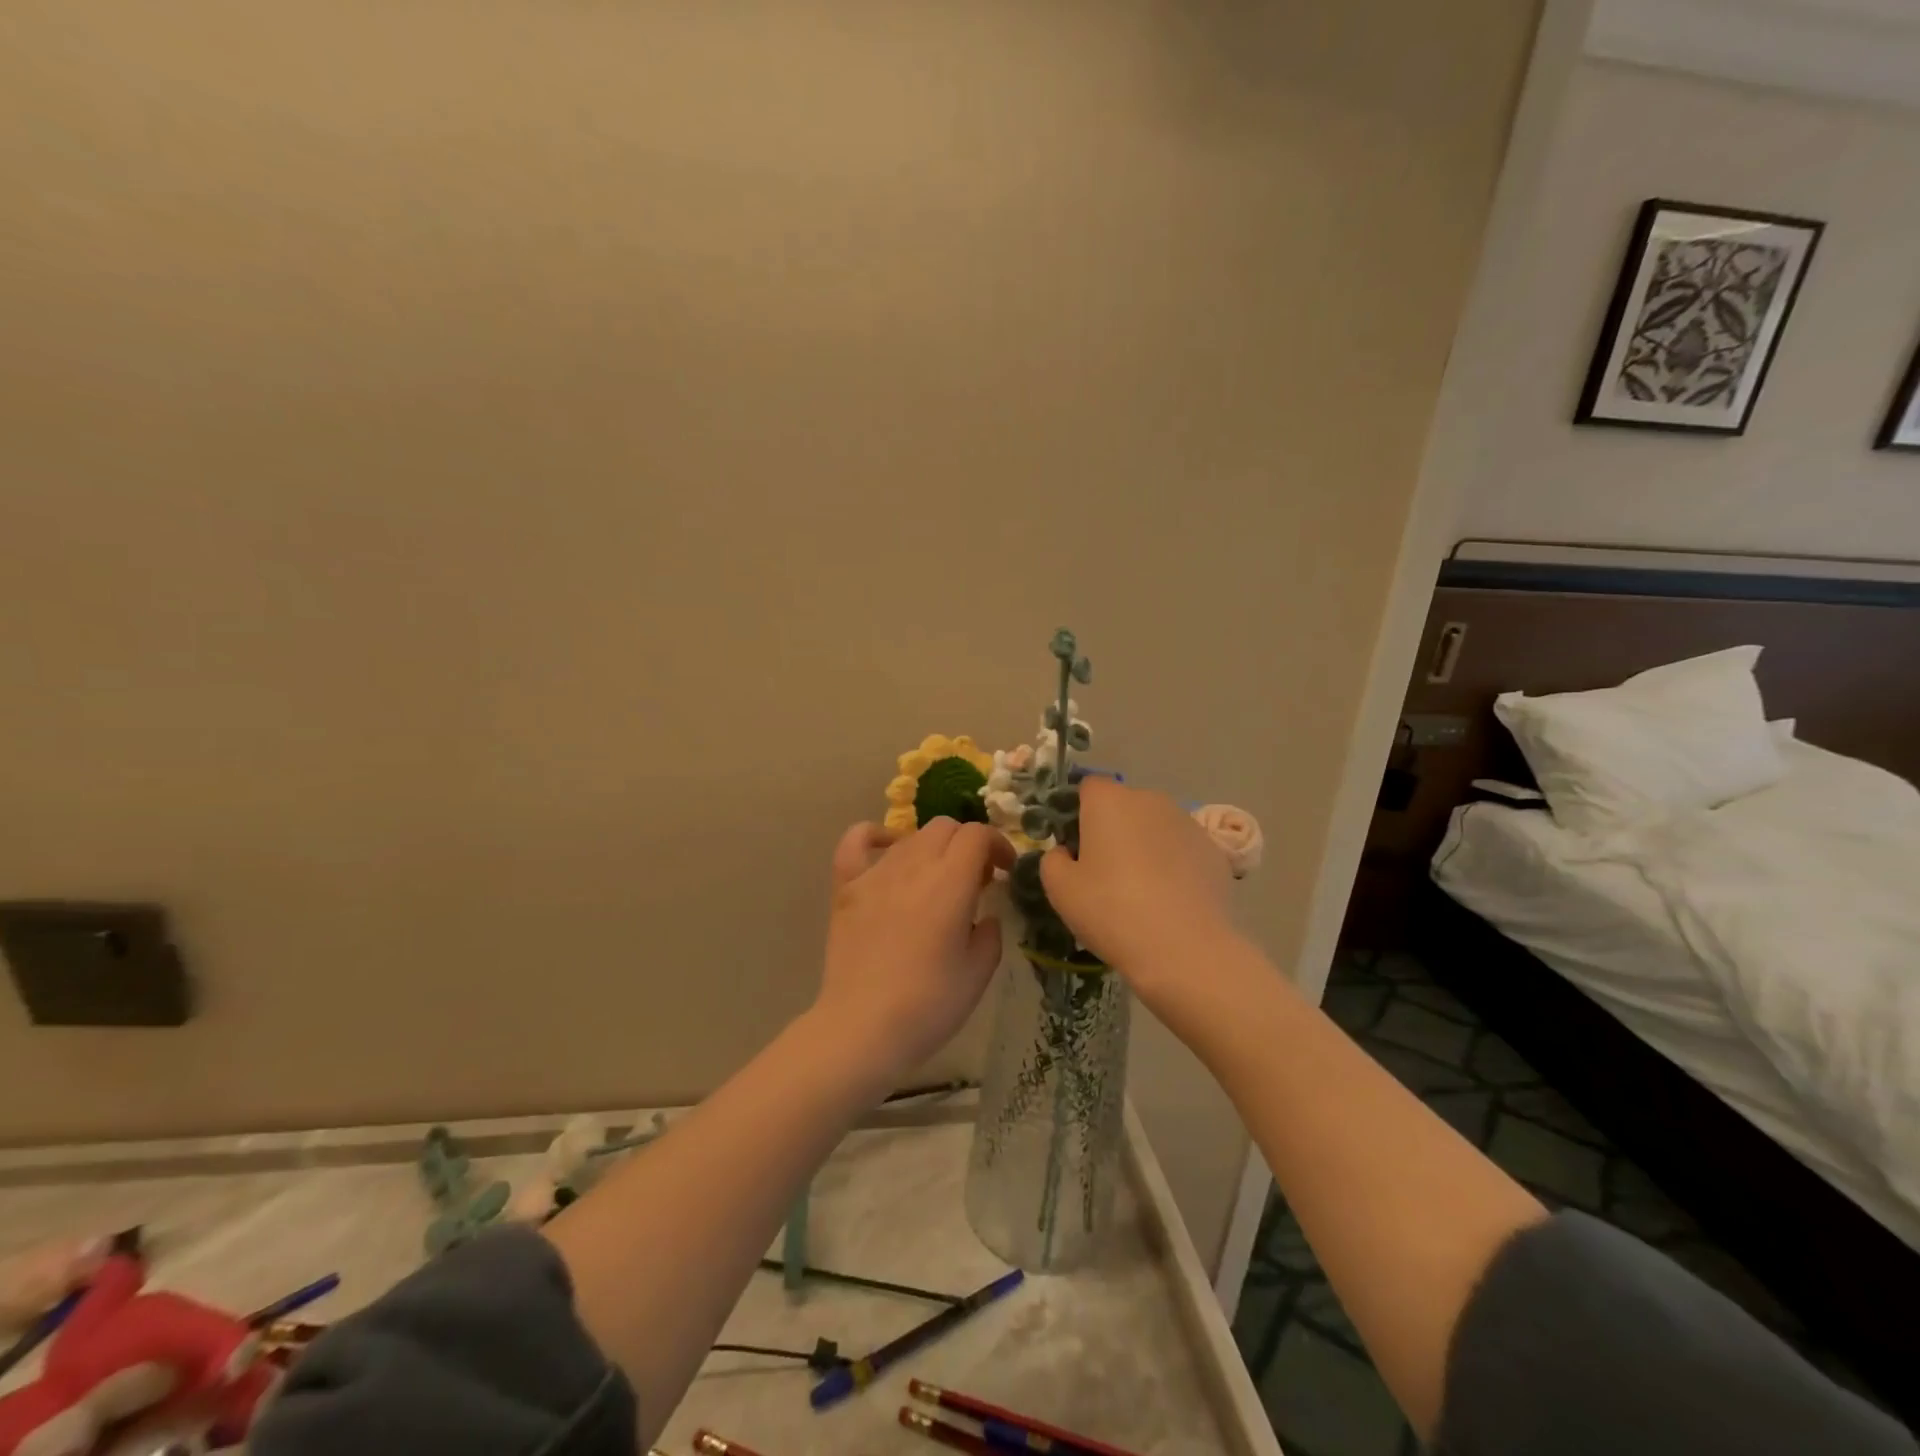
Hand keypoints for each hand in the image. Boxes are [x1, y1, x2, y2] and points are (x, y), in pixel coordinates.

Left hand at [818, 817, 1014, 1087]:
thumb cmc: (929, 1004)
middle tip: (975, 879)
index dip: (997, 844)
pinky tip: (887, 850)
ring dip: (932, 848)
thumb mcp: (979, 971)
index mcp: (950, 882)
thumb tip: (983, 912)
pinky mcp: (846, 887)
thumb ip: (990, 930)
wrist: (863, 1028)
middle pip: (945, 827)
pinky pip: (856, 841)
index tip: (1005, 871)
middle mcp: (912, 866)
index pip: (977, 834)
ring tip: (937, 880)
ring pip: (910, 836)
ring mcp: (875, 873)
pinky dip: (875, 837)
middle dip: (968, 844)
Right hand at [1039, 779, 1238, 1005]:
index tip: (1077, 848)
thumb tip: (1068, 853)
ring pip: (1156, 827)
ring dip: (1146, 847)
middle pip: (1124, 806)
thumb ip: (1054, 860)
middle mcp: (1150, 800)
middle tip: (1106, 874)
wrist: (1184, 948)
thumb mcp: (1060, 889)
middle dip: (1114, 830)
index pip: (1089, 787)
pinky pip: (1183, 850)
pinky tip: (1172, 901)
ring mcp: (1187, 823)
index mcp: (1109, 801)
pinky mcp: (1215, 850)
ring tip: (1143, 892)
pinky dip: (1175, 866)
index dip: (1079, 814)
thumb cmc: (1110, 910)